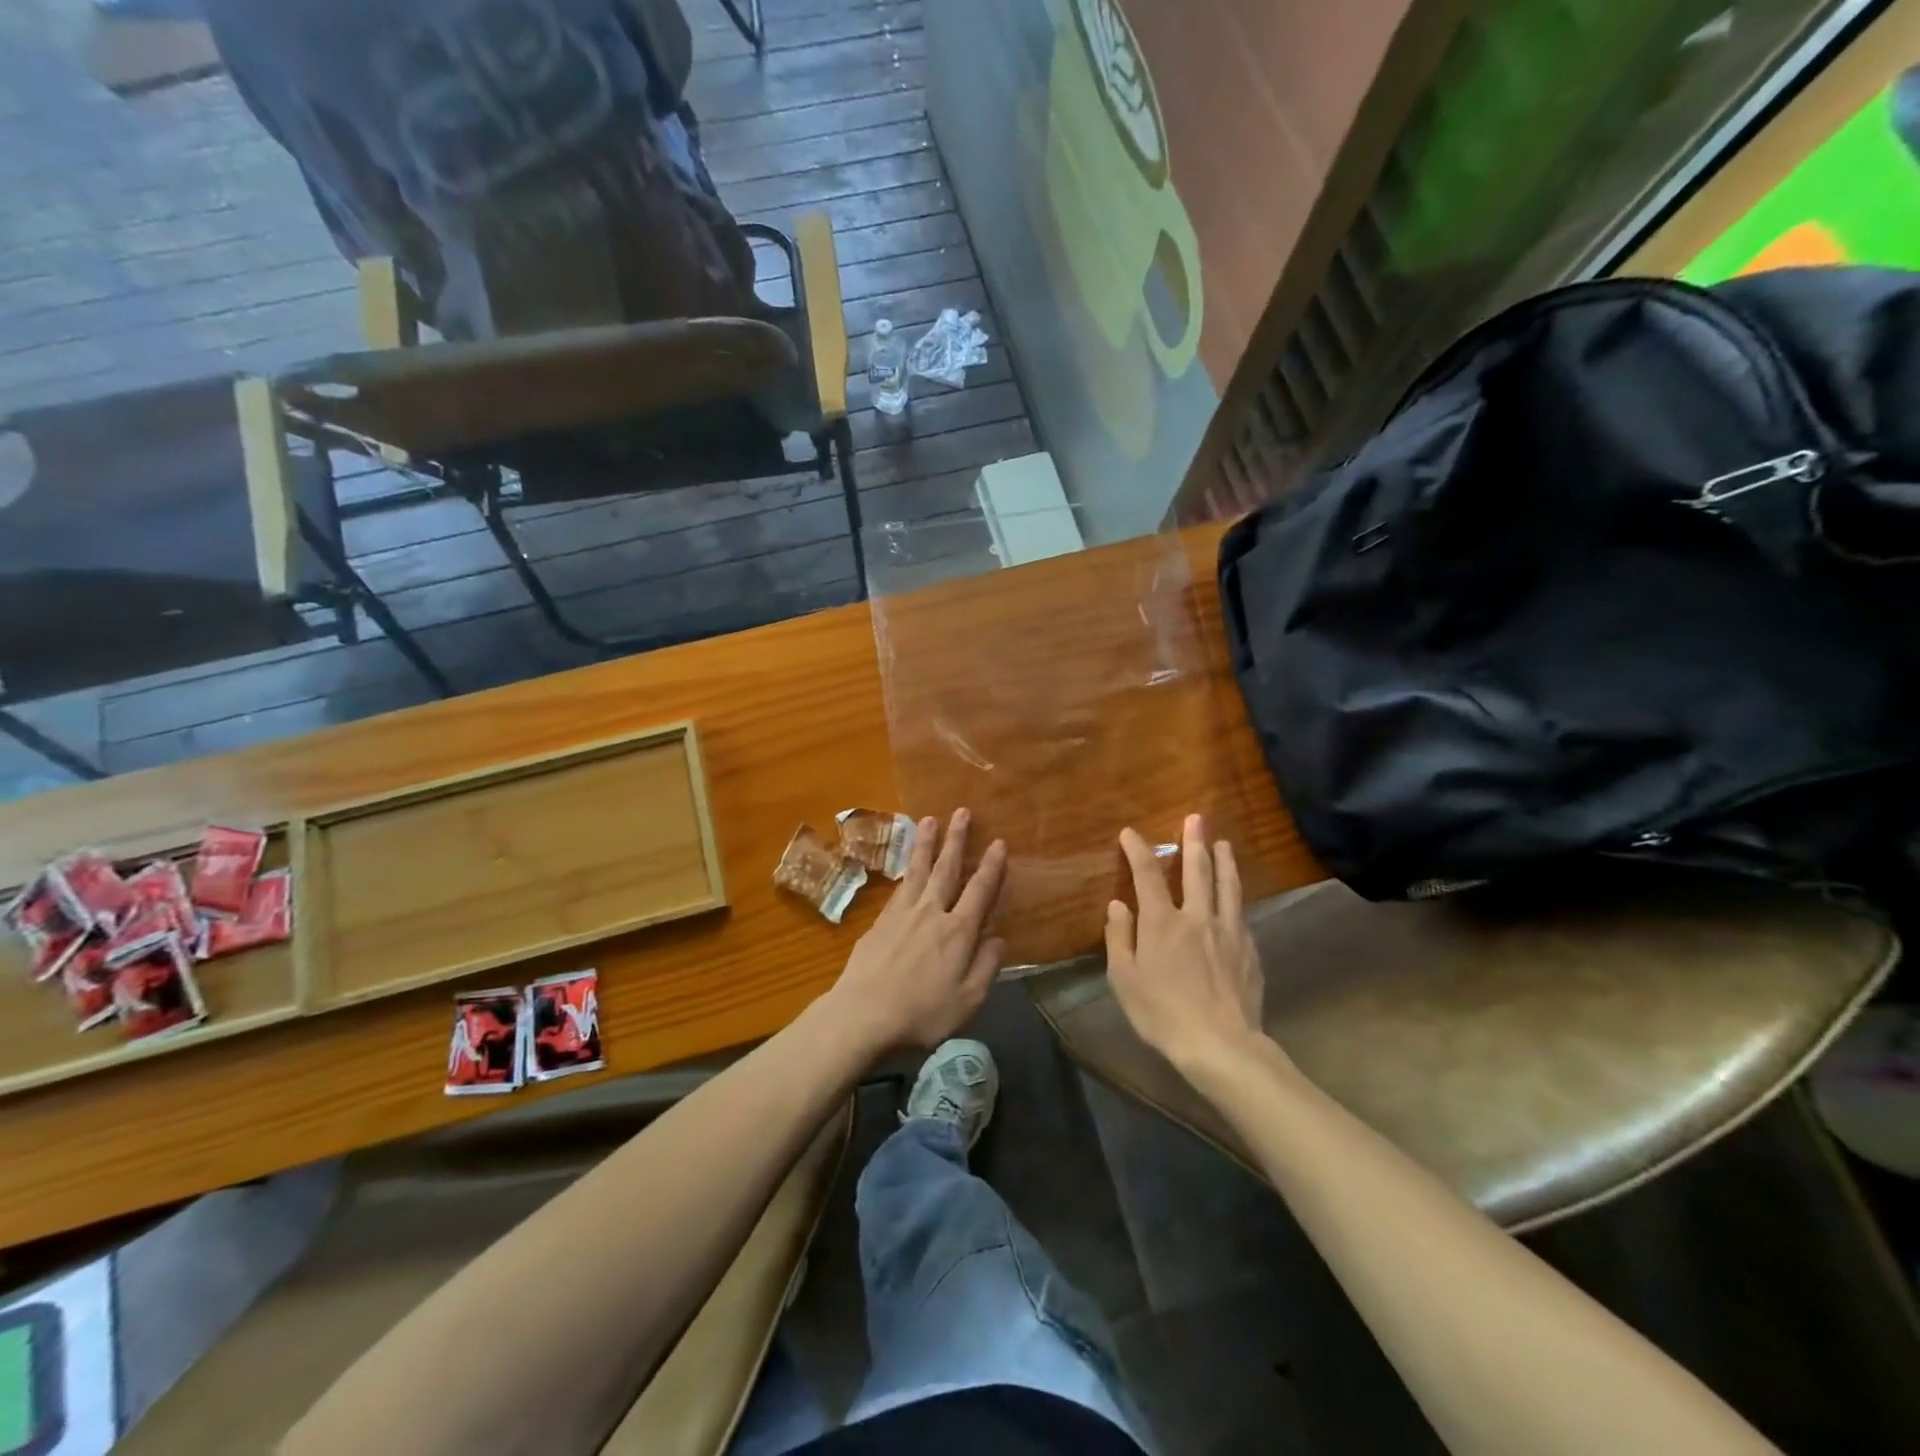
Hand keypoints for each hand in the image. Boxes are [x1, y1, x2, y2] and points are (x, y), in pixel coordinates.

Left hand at [826, 809, 1006, 1053]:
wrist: (863, 1015)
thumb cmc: (922, 1014)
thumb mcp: (968, 1000)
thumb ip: (986, 966)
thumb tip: (998, 938)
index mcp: (958, 932)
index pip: (979, 891)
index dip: (991, 867)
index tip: (998, 843)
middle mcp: (931, 913)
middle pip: (946, 869)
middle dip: (956, 839)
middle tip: (961, 811)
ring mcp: (902, 914)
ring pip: (918, 870)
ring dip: (926, 844)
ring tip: (929, 820)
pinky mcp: (879, 922)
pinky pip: (899, 887)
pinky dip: (906, 870)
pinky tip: (908, 865)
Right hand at [1106, 814, 1268, 1073]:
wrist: (1221, 1045)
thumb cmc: (1162, 1014)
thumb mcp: (1125, 980)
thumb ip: (1119, 939)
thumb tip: (1118, 905)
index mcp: (1162, 923)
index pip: (1147, 874)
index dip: (1138, 850)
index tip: (1130, 833)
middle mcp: (1197, 917)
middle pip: (1197, 870)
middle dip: (1194, 841)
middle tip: (1196, 818)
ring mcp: (1228, 931)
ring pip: (1227, 886)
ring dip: (1224, 861)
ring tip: (1224, 843)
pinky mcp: (1249, 950)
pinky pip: (1241, 914)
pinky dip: (1236, 897)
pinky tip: (1236, 897)